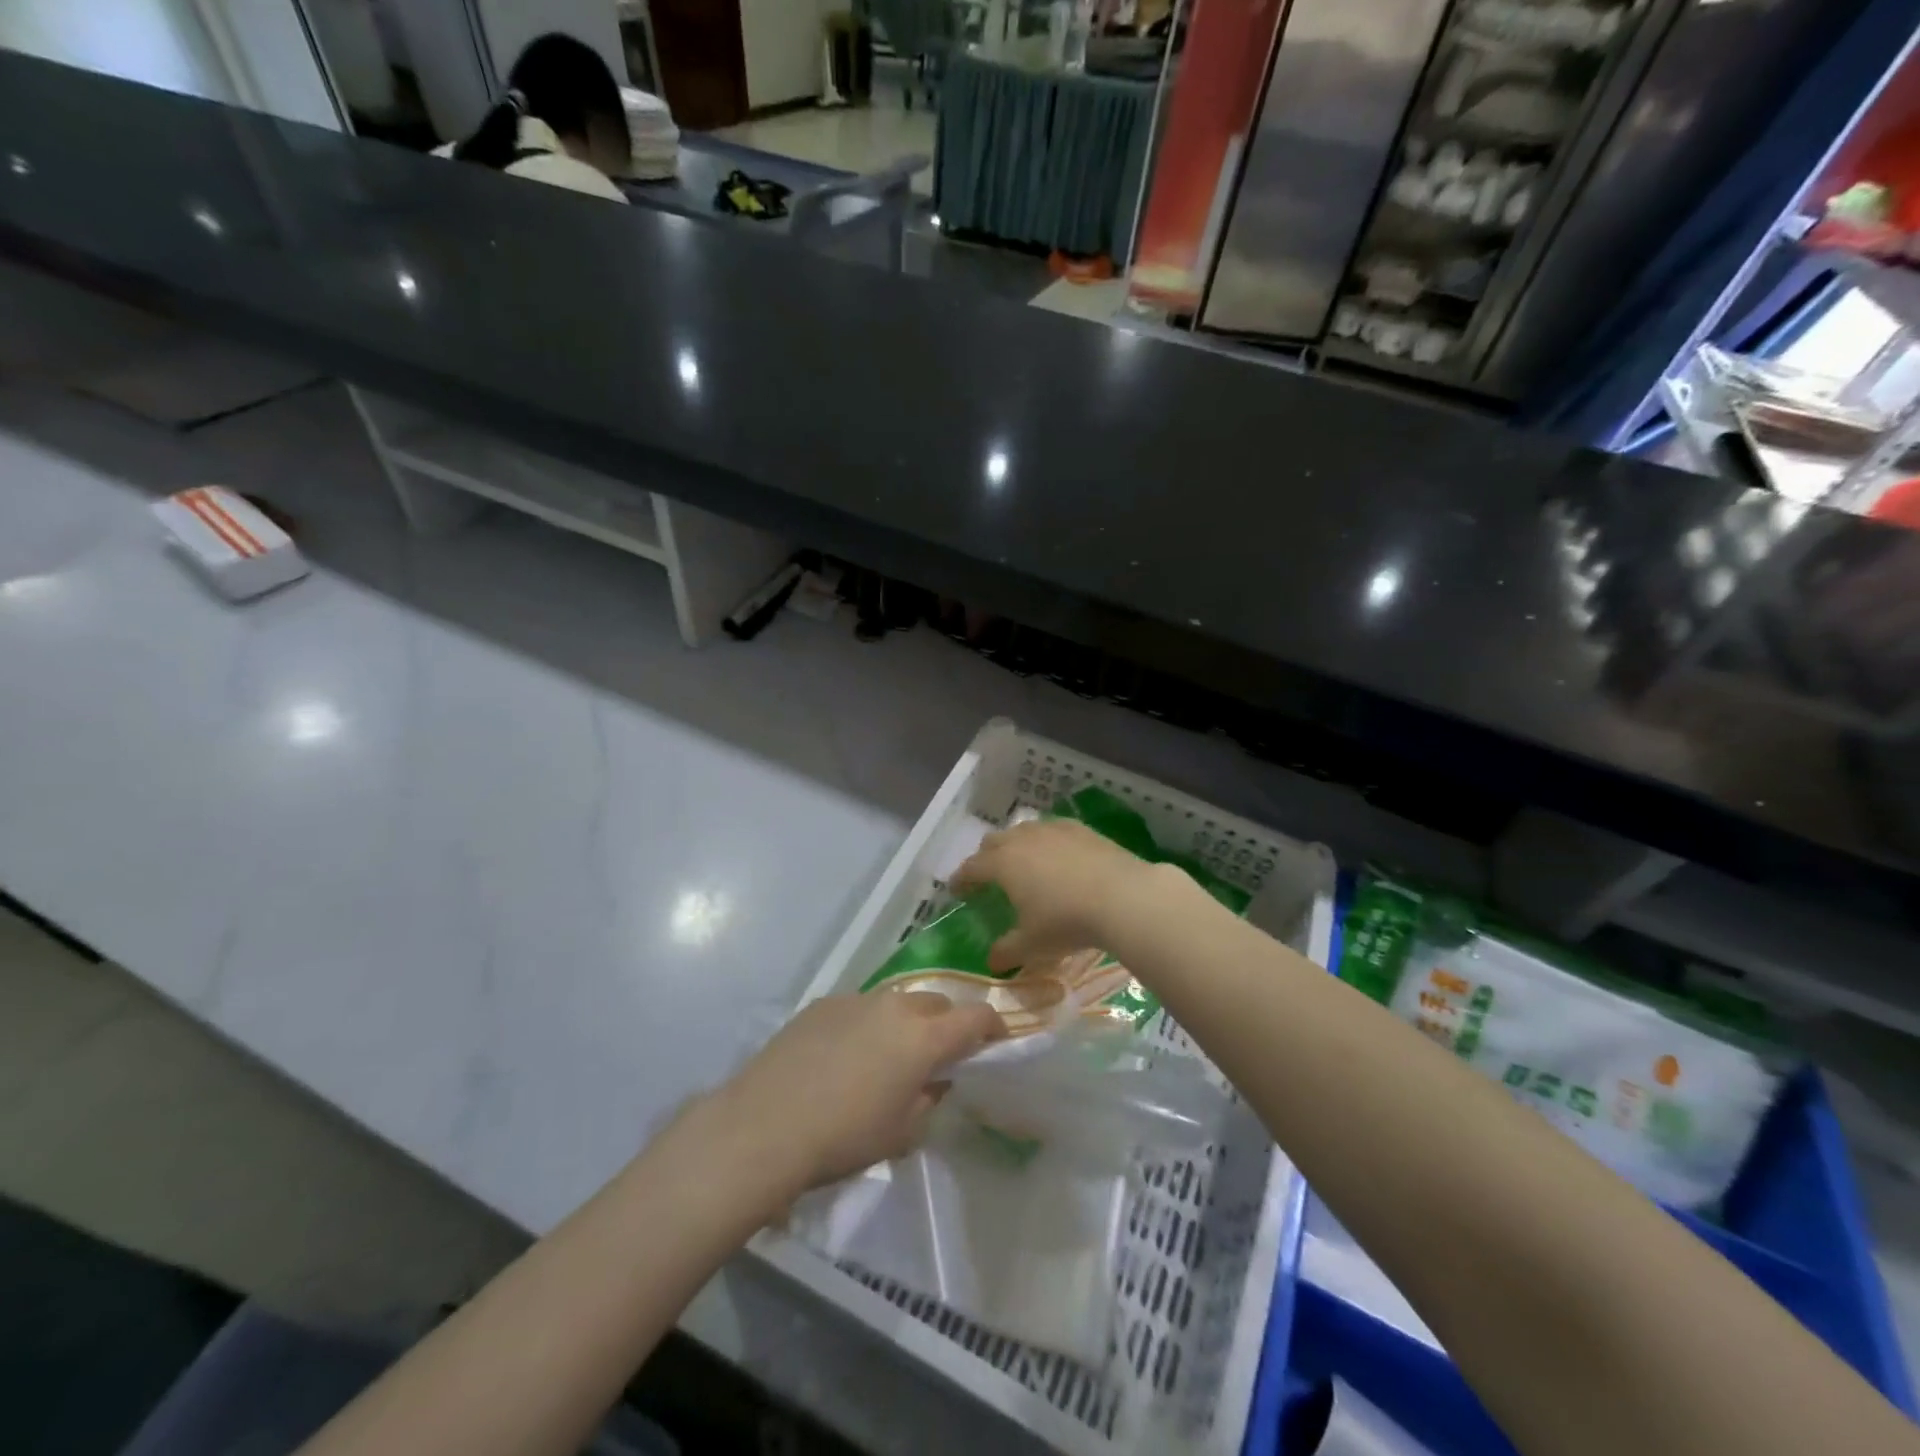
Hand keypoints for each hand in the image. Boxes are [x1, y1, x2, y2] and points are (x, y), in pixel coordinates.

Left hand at [705, 991, 1001, 1194]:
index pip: (976, 1017)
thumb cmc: (844, 1138)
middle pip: (936, 1003)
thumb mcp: (901, 1132)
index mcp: (924, 1036)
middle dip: (946, 1025)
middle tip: (937, 1057)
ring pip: (896, 1002)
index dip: (992, 1028)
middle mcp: (895, 1005)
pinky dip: (866, 1025)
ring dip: (904, 1023)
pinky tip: (843, 1057)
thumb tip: (934, 1081)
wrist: (764, 1125)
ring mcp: (856, 999)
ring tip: (887, 1057)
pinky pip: (859, 1008)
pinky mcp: (823, 1004)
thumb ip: (928, 1099)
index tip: (993, 1043)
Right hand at [952, 818, 1159, 972]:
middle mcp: (1022, 839)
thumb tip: (992, 962)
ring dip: (1015, 844)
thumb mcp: (1032, 944)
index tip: (956, 889)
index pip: (971, 867)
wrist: (1122, 896)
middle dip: (985, 857)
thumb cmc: (1067, 921)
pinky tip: (1057, 855)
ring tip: (1023, 863)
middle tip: (988, 876)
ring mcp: (1052, 830)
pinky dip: (1045, 841)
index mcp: (1003, 864)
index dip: (961, 878)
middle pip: (993, 841)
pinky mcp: (1080, 828)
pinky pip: (1052, 829)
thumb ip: (1007, 951)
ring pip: (1022, 830)